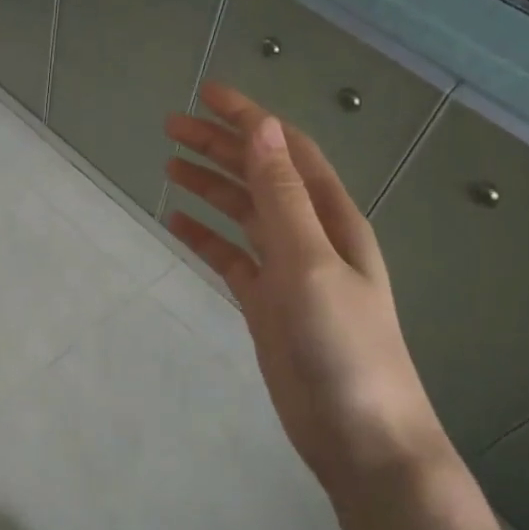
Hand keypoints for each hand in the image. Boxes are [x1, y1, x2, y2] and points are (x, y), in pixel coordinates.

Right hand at [164, 83, 450, 501]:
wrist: (359, 435)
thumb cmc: (342, 347)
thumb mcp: (310, 264)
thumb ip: (283, 198)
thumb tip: (263, 129)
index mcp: (331, 219)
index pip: (286, 151)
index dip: (249, 119)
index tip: (206, 94)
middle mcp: (311, 236)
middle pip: (260, 176)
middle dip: (220, 147)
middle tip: (170, 126)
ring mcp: (288, 271)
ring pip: (243, 213)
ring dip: (211, 185)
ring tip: (169, 163)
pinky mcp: (267, 303)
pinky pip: (231, 256)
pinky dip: (205, 236)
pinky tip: (178, 222)